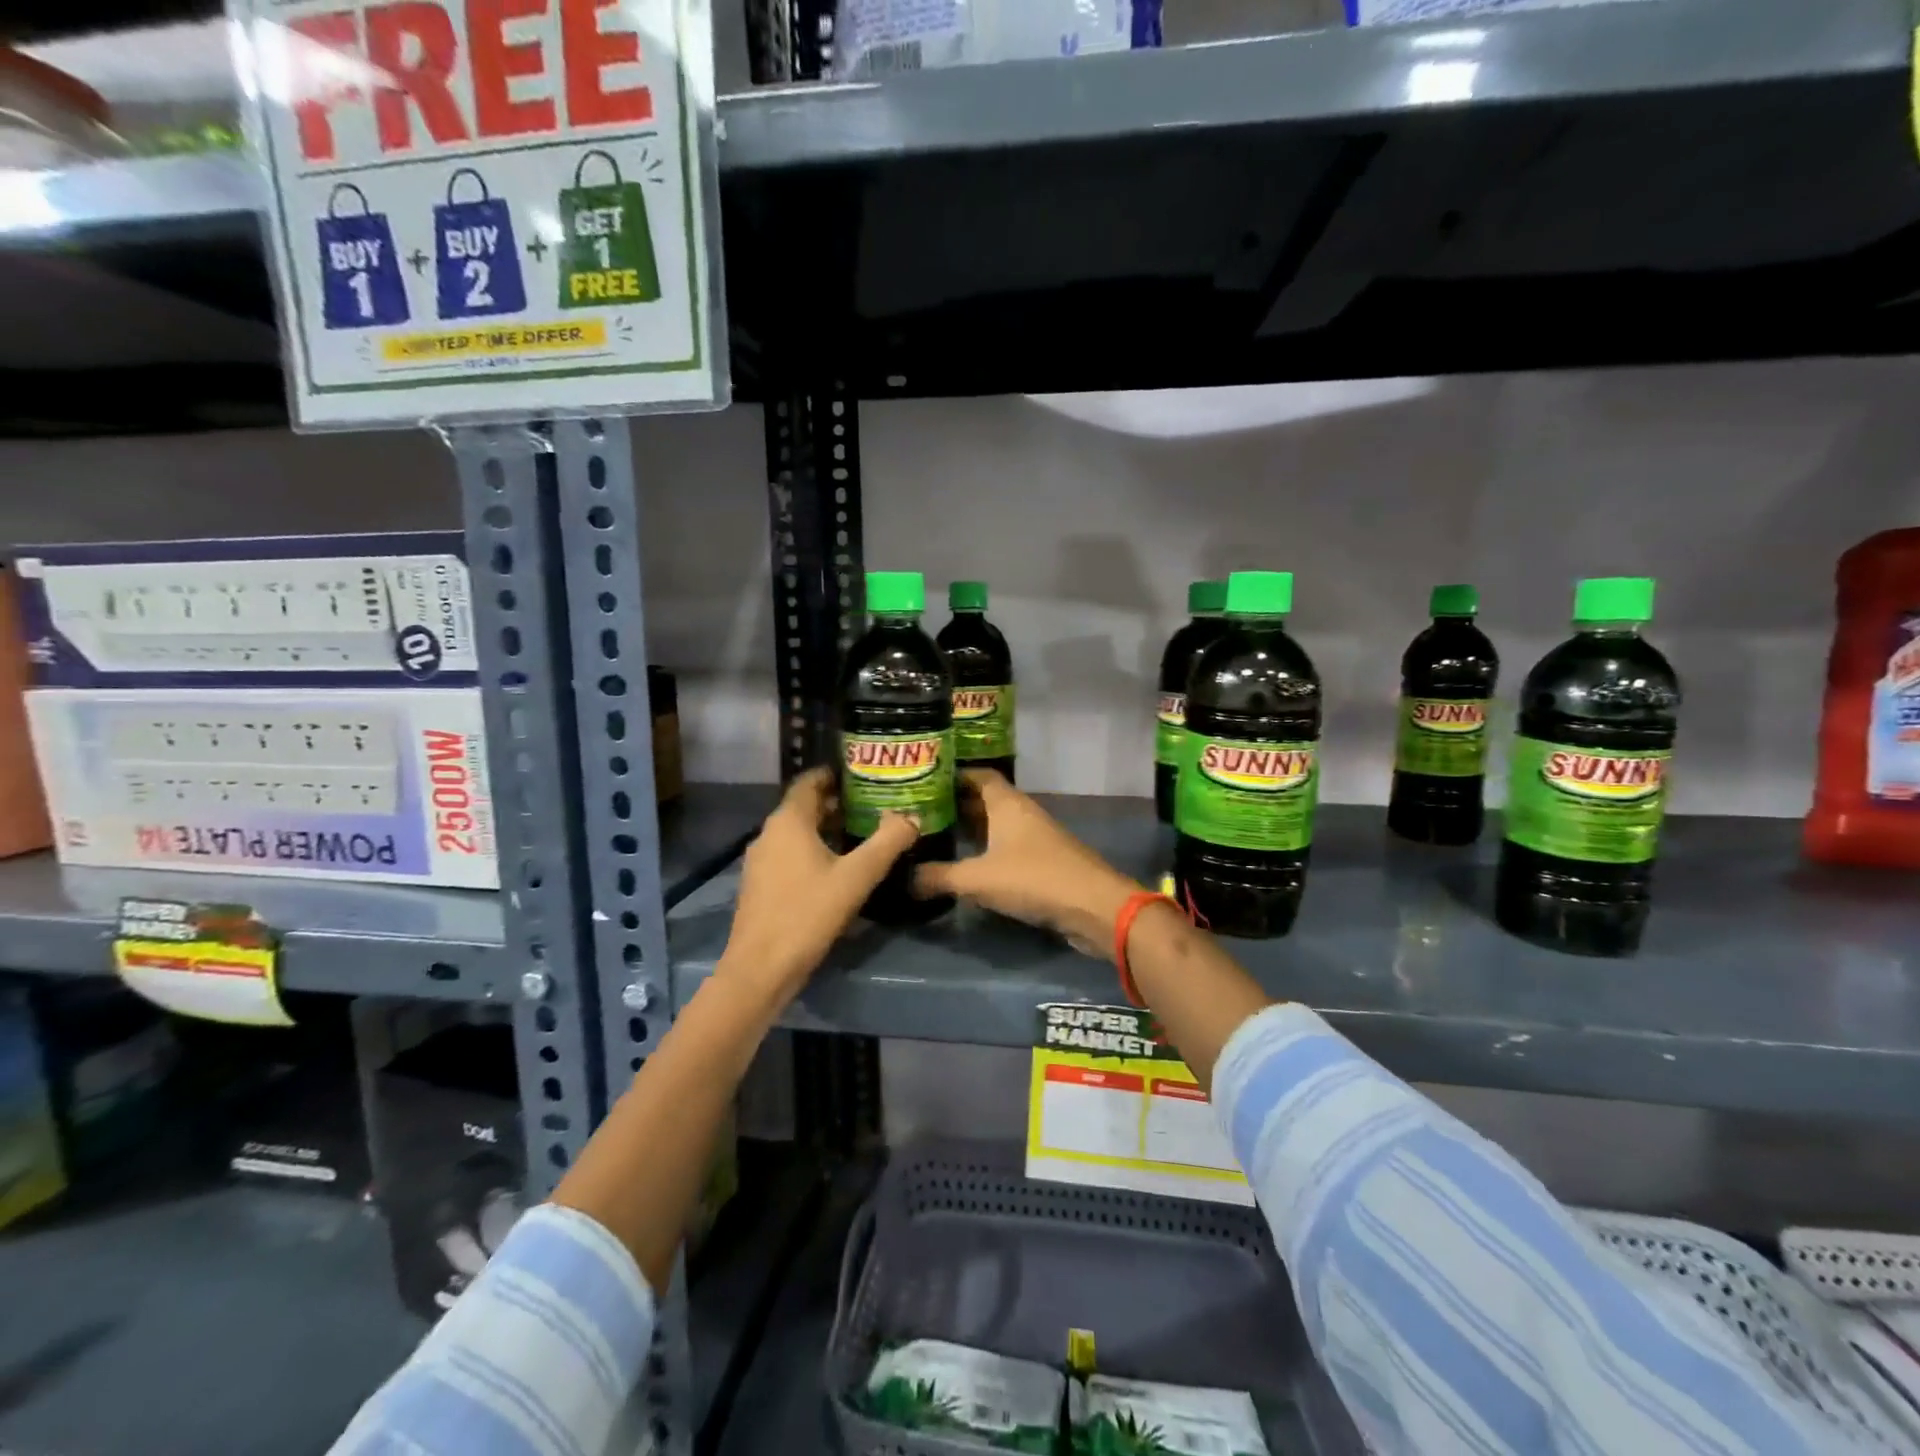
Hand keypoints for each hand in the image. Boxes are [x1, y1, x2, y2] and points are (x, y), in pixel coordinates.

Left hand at [715, 767, 918, 1008]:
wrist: (760, 969)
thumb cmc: (808, 913)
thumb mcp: (857, 877)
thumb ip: (887, 842)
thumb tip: (912, 816)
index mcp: (789, 821)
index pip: (810, 781)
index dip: (836, 774)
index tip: (865, 776)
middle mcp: (769, 833)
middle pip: (805, 807)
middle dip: (838, 804)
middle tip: (874, 806)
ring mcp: (760, 861)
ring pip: (797, 833)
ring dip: (827, 830)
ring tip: (862, 836)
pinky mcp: (759, 886)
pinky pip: (789, 855)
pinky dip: (813, 851)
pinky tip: (837, 869)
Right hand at [914, 770, 1143, 955]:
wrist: (1093, 906)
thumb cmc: (1034, 878)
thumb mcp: (978, 879)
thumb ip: (939, 877)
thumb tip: (904, 879)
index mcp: (1007, 803)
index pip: (977, 775)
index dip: (951, 776)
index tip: (921, 783)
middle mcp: (1021, 813)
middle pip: (983, 800)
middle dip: (954, 805)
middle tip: (918, 814)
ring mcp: (1034, 837)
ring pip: (995, 826)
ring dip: (970, 831)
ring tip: (935, 838)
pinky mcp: (1042, 862)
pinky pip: (1006, 848)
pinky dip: (985, 852)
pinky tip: (965, 866)